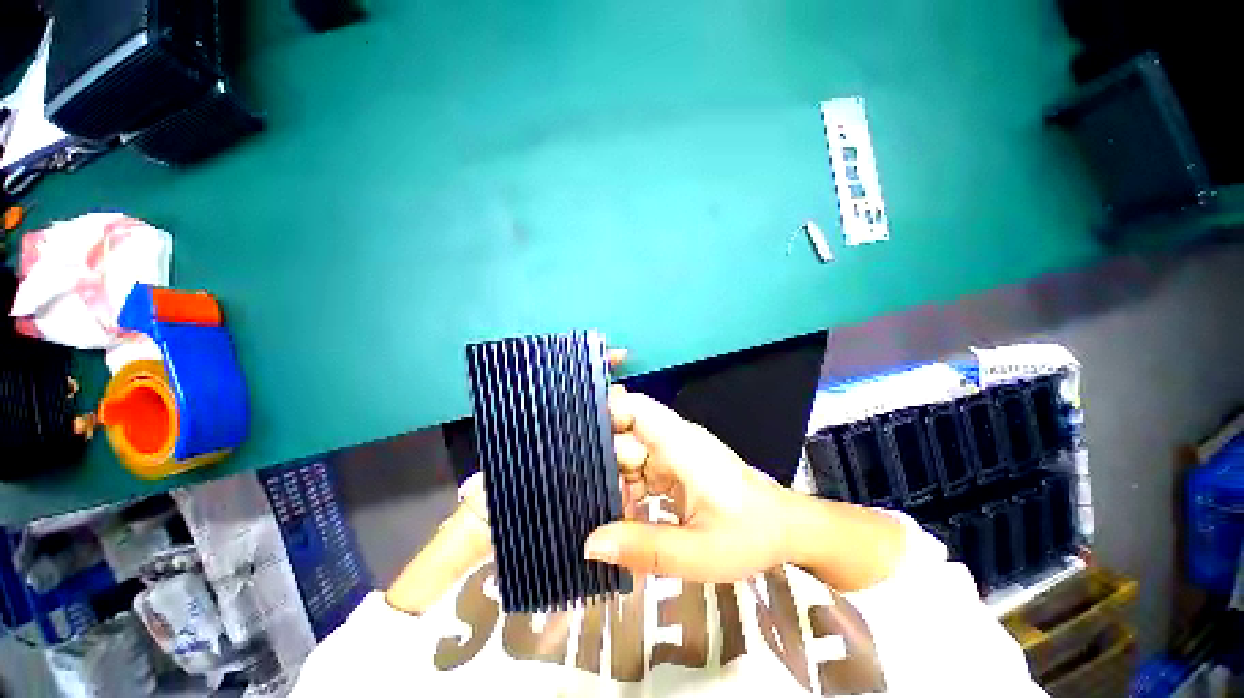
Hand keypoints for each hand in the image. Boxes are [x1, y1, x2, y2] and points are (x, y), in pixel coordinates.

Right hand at [583, 387, 795, 582]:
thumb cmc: (748, 535)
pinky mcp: (674, 465)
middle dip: (599, 460)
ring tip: (594, 510)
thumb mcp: (697, 552)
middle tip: (574, 492)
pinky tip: (621, 515)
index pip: (634, 408)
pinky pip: (639, 469)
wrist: (784, 528)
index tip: (572, 440)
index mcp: (679, 444)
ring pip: (628, 453)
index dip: (603, 413)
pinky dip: (627, 489)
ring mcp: (673, 451)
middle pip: (624, 433)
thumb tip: (590, 544)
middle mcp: (673, 439)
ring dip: (612, 480)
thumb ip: (644, 548)